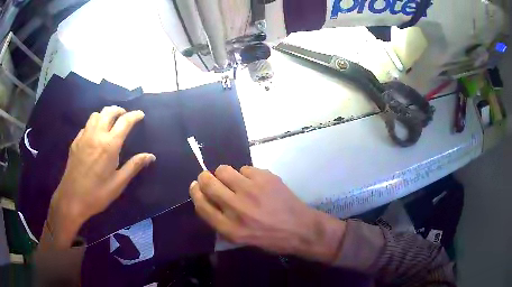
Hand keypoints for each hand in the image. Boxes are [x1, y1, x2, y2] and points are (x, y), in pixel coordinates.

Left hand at [47, 106, 155, 246]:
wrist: (72, 199)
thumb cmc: (97, 194)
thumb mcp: (118, 183)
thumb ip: (134, 166)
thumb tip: (151, 156)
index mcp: (109, 145)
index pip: (125, 122)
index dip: (134, 115)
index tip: (141, 114)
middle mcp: (96, 135)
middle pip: (109, 111)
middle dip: (119, 110)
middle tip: (125, 115)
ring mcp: (84, 137)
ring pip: (96, 115)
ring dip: (105, 114)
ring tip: (110, 121)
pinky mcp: (76, 141)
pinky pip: (86, 125)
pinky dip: (94, 124)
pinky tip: (95, 134)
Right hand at [189, 166, 345, 262]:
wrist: (300, 229)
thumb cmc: (269, 238)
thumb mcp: (240, 239)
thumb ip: (220, 222)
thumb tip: (207, 200)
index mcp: (229, 228)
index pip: (201, 205)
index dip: (195, 192)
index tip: (195, 186)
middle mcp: (236, 207)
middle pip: (208, 183)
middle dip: (204, 178)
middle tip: (208, 178)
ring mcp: (251, 190)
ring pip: (224, 170)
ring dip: (224, 174)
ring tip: (233, 180)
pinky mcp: (265, 177)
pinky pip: (244, 168)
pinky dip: (245, 174)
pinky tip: (255, 183)